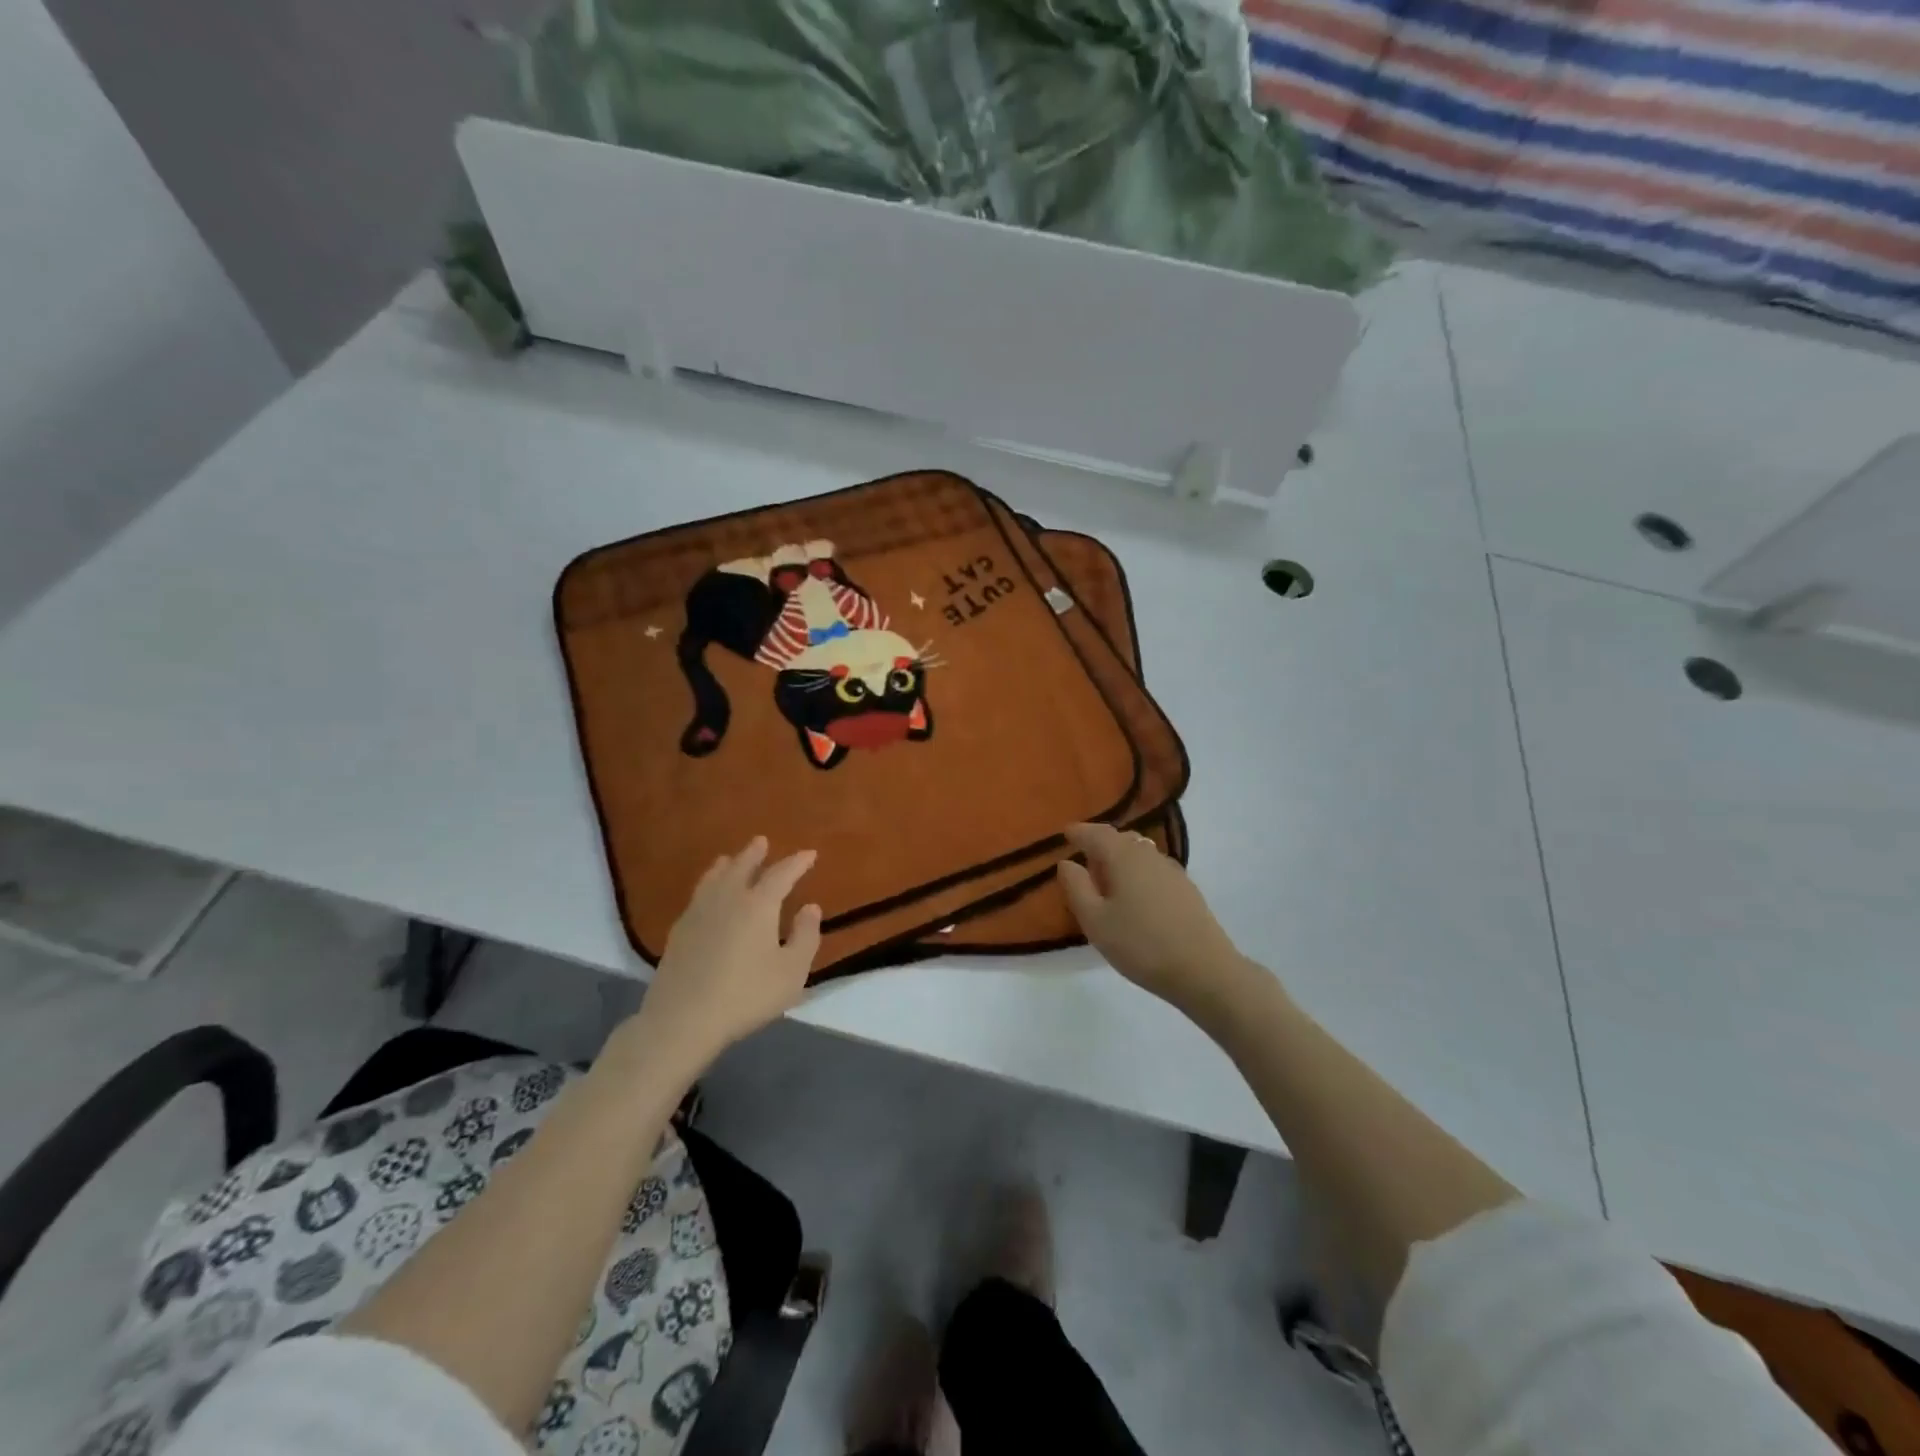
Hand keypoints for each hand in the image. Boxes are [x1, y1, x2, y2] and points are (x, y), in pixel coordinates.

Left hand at [613, 837, 821, 1083]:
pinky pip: (698, 895)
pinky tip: (707, 895)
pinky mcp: (679, 931)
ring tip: (730, 859)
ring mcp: (699, 912)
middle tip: (762, 841)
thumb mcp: (791, 972)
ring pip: (714, 878)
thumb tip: (810, 907)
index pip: (782, 874)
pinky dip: (708, 884)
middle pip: (742, 867)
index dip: (797, 863)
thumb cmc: (746, 995)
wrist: (683, 1019)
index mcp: (759, 905)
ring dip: (727, 865)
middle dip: (755, 854)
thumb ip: (805, 937)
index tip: (809, 854)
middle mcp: (728, 899)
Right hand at [1057, 823, 1248, 1015]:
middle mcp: (1149, 854)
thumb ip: (1076, 887)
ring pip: (1139, 853)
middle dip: (1100, 844)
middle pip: (1121, 839)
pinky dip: (1138, 872)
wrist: (1204, 970)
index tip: (1066, 833)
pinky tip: (1135, 896)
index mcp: (1124, 856)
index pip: (1096, 833)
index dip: (1079, 832)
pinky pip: (1153, 869)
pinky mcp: (1186, 889)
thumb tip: (1067, 862)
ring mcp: (1172, 870)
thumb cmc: (1141, 944)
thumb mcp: (1095, 921)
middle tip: (1084, 860)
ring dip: (1120, 859)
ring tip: (1107, 880)